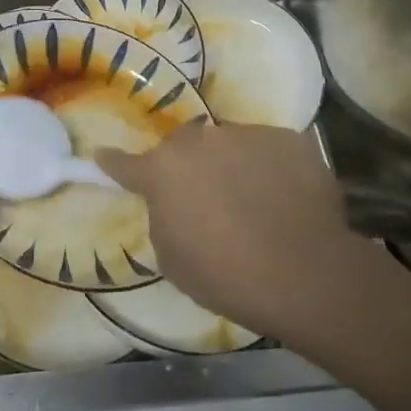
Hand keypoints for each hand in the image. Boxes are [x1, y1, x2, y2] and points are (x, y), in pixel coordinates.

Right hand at [97, 122, 375, 343]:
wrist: (306, 273)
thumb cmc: (226, 275)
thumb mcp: (172, 258)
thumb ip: (163, 217)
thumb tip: (173, 203)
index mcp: (162, 171)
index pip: (125, 163)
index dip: (114, 163)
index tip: (104, 156)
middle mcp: (199, 140)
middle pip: (184, 147)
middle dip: (189, 167)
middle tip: (207, 199)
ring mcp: (245, 134)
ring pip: (228, 145)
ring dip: (231, 166)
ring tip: (254, 201)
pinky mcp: (287, 139)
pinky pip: (268, 150)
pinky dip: (270, 169)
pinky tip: (285, 199)